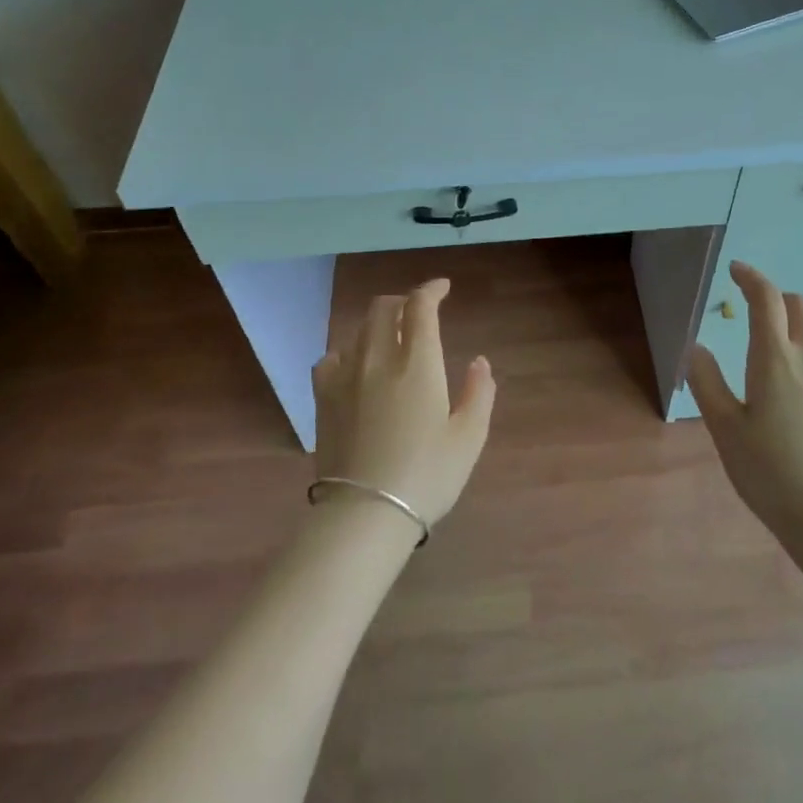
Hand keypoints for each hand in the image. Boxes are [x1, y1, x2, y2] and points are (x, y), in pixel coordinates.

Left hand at [311, 278, 495, 526]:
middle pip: (383, 308)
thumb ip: (479, 392)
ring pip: (358, 330)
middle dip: (403, 301)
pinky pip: (331, 358)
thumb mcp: (469, 437)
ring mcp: (345, 377)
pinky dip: (348, 351)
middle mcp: (378, 359)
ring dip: (378, 324)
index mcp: (417, 363)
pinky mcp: (323, 398)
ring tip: (391, 339)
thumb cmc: (426, 476)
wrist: (365, 514)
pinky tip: (355, 365)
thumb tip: (479, 361)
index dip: (432, 289)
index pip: (419, 306)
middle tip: (418, 312)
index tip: (443, 289)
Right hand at [686, 261, 802, 536]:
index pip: (765, 298)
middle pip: (799, 304)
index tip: (737, 272)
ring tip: (799, 343)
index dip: (750, 277)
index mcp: (774, 358)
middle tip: (762, 320)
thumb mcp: (724, 430)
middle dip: (778, 301)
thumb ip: (707, 382)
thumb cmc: (770, 473)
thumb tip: (696, 347)